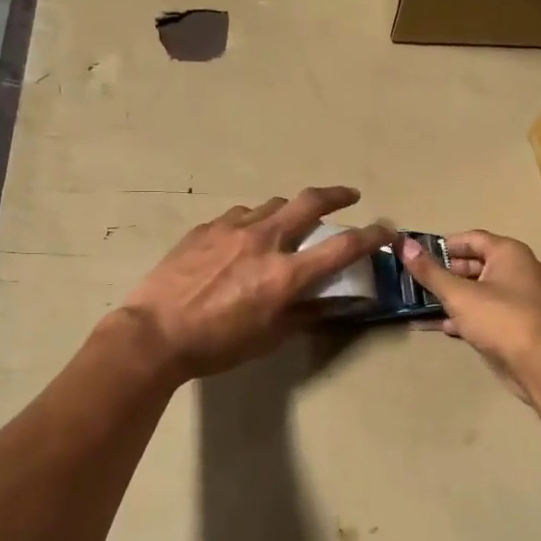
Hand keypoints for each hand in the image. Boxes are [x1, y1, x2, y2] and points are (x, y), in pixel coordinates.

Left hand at [118, 187, 388, 380]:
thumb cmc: (216, 345)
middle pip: (310, 202)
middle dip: (337, 195)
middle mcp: (264, 240)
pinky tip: (245, 236)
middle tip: (349, 196)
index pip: (342, 247)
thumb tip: (327, 301)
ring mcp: (231, 229)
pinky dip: (254, 220)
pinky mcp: (205, 228)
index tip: (386, 230)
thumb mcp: (268, 338)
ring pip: (272, 204)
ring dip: (291, 209)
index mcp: (285, 274)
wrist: (154, 333)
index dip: (371, 236)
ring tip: (291, 221)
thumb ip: (302, 314)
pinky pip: (240, 215)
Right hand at [400, 231, 540, 401]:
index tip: (419, 255)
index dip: (445, 245)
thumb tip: (404, 244)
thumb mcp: (459, 295)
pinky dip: (471, 316)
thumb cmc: (502, 320)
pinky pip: (493, 313)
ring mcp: (527, 299)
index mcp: (510, 253)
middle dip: (448, 273)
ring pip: (484, 291)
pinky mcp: (526, 325)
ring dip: (456, 297)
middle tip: (419, 282)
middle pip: (479, 264)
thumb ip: (430, 272)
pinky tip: (448, 327)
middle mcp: (523, 270)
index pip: (472, 238)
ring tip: (426, 305)